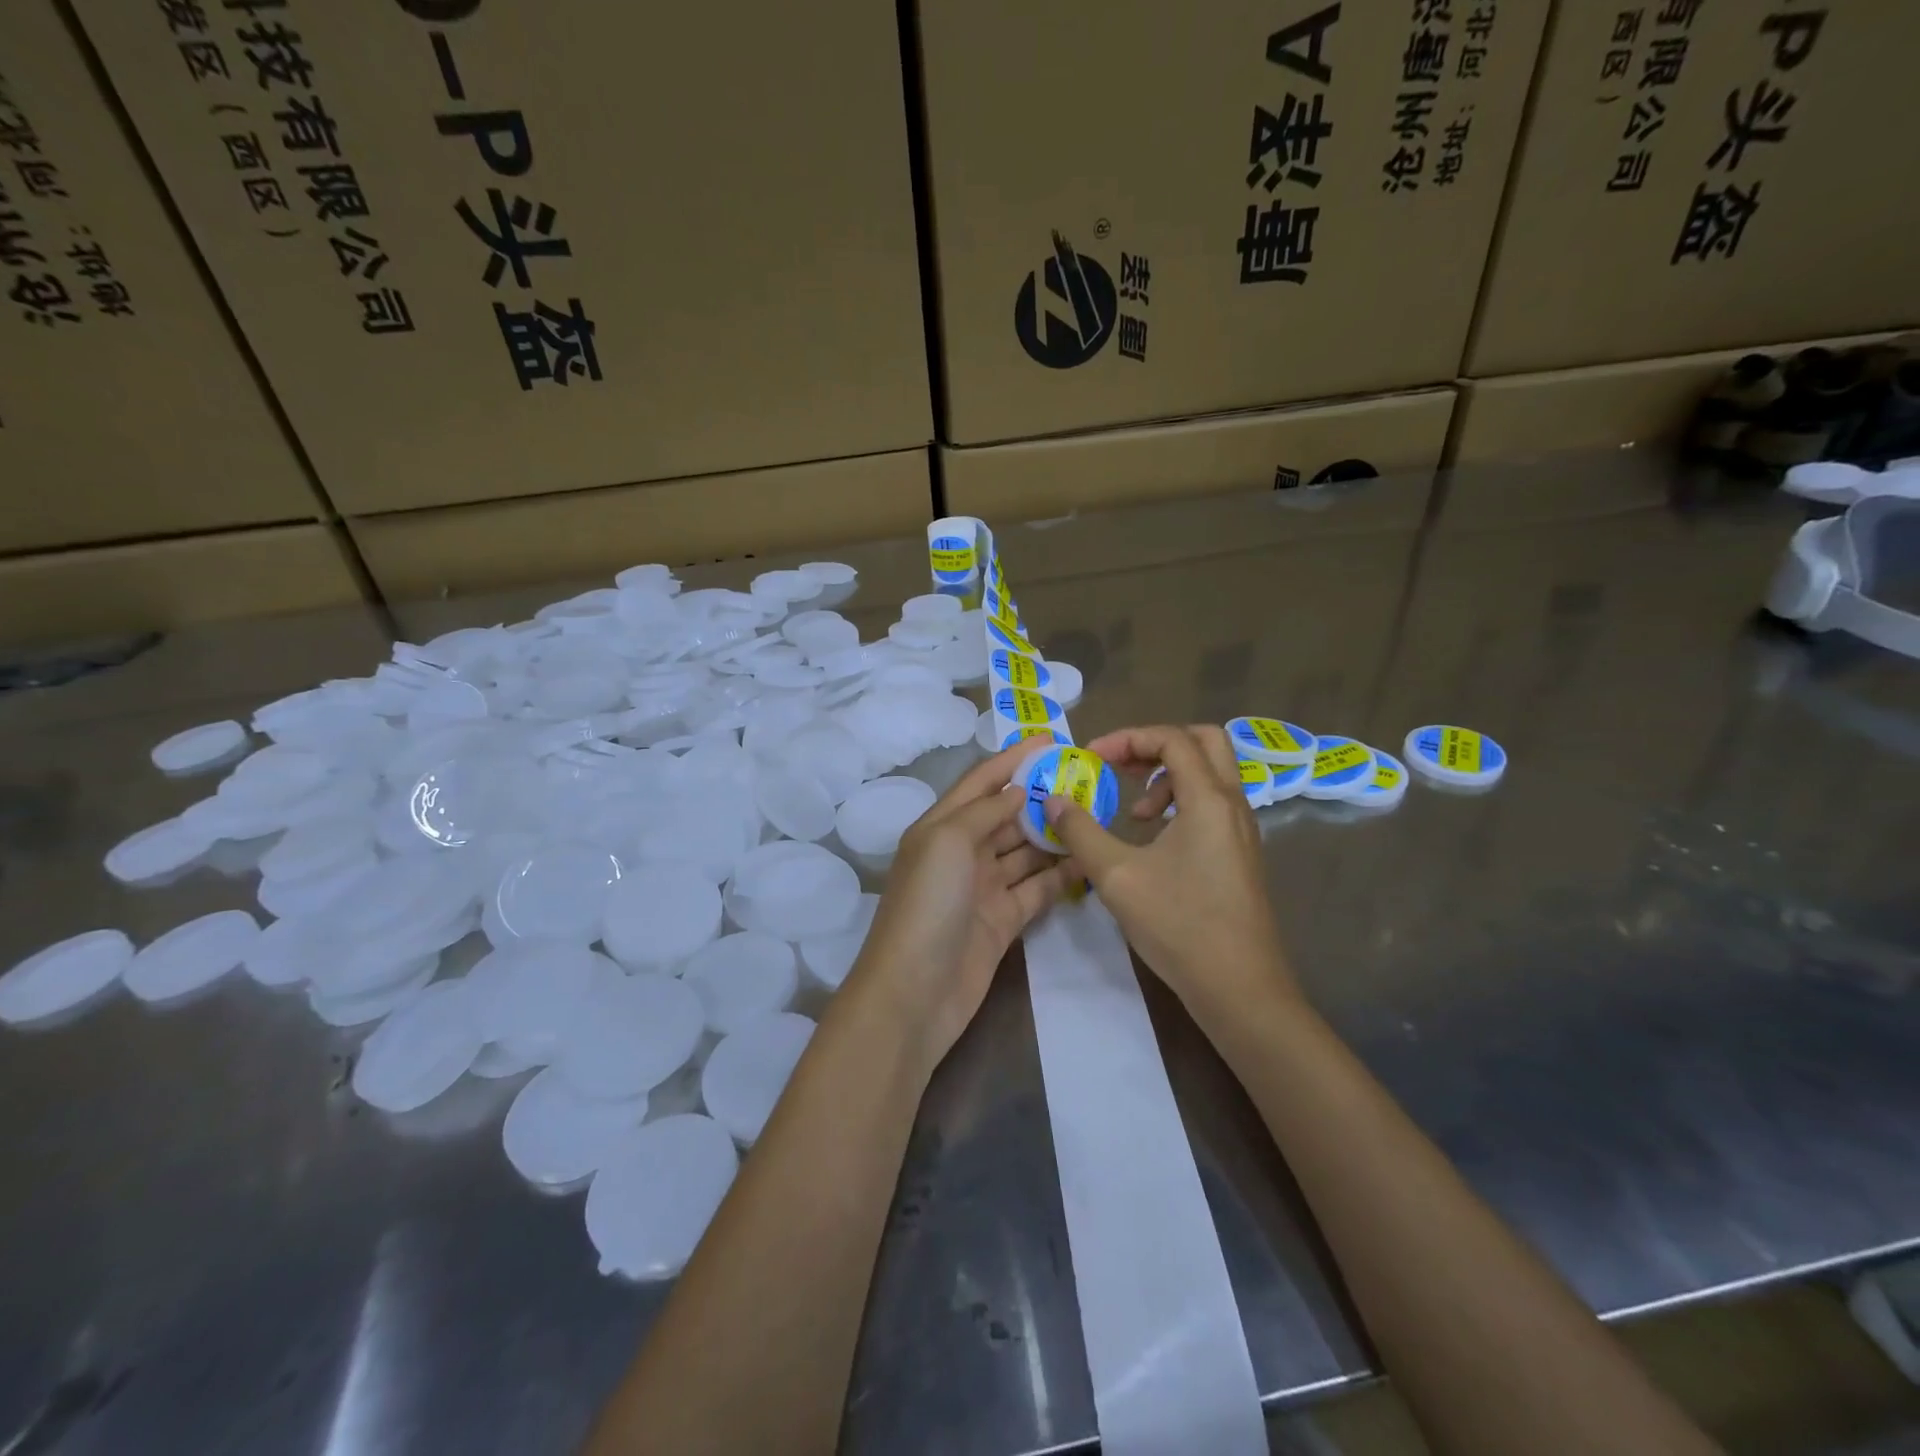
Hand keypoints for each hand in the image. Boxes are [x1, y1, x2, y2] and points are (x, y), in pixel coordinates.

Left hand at [845, 743, 1077, 1069]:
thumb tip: (1017, 790)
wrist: (915, 993)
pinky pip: (1038, 887)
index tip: (1052, 740)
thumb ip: (984, 810)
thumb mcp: (947, 841)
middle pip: (1006, 814)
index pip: (981, 782)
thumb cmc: (927, 905)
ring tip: (1096, 813)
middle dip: (1041, 796)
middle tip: (1088, 780)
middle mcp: (962, 852)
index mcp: (940, 826)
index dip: (1012, 759)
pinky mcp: (1004, 919)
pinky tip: (1089, 858)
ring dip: (1055, 833)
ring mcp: (984, 887)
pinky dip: (1061, 873)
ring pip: (1026, 850)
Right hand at [1043, 724, 1296, 1020]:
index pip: (1172, 739)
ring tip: (1134, 811)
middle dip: (1156, 744)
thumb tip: (1053, 799)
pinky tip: (1155, 839)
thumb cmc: (1179, 925)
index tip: (1091, 757)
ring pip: (1211, 774)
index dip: (1128, 738)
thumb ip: (1081, 832)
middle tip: (1120, 765)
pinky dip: (1181, 802)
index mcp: (1208, 800)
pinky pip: (1213, 803)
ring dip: (1169, 776)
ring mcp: (1241, 830)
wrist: (1239, 988)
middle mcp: (1233, 805)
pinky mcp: (1240, 853)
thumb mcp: (1117, 876)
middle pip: (1204, 742)